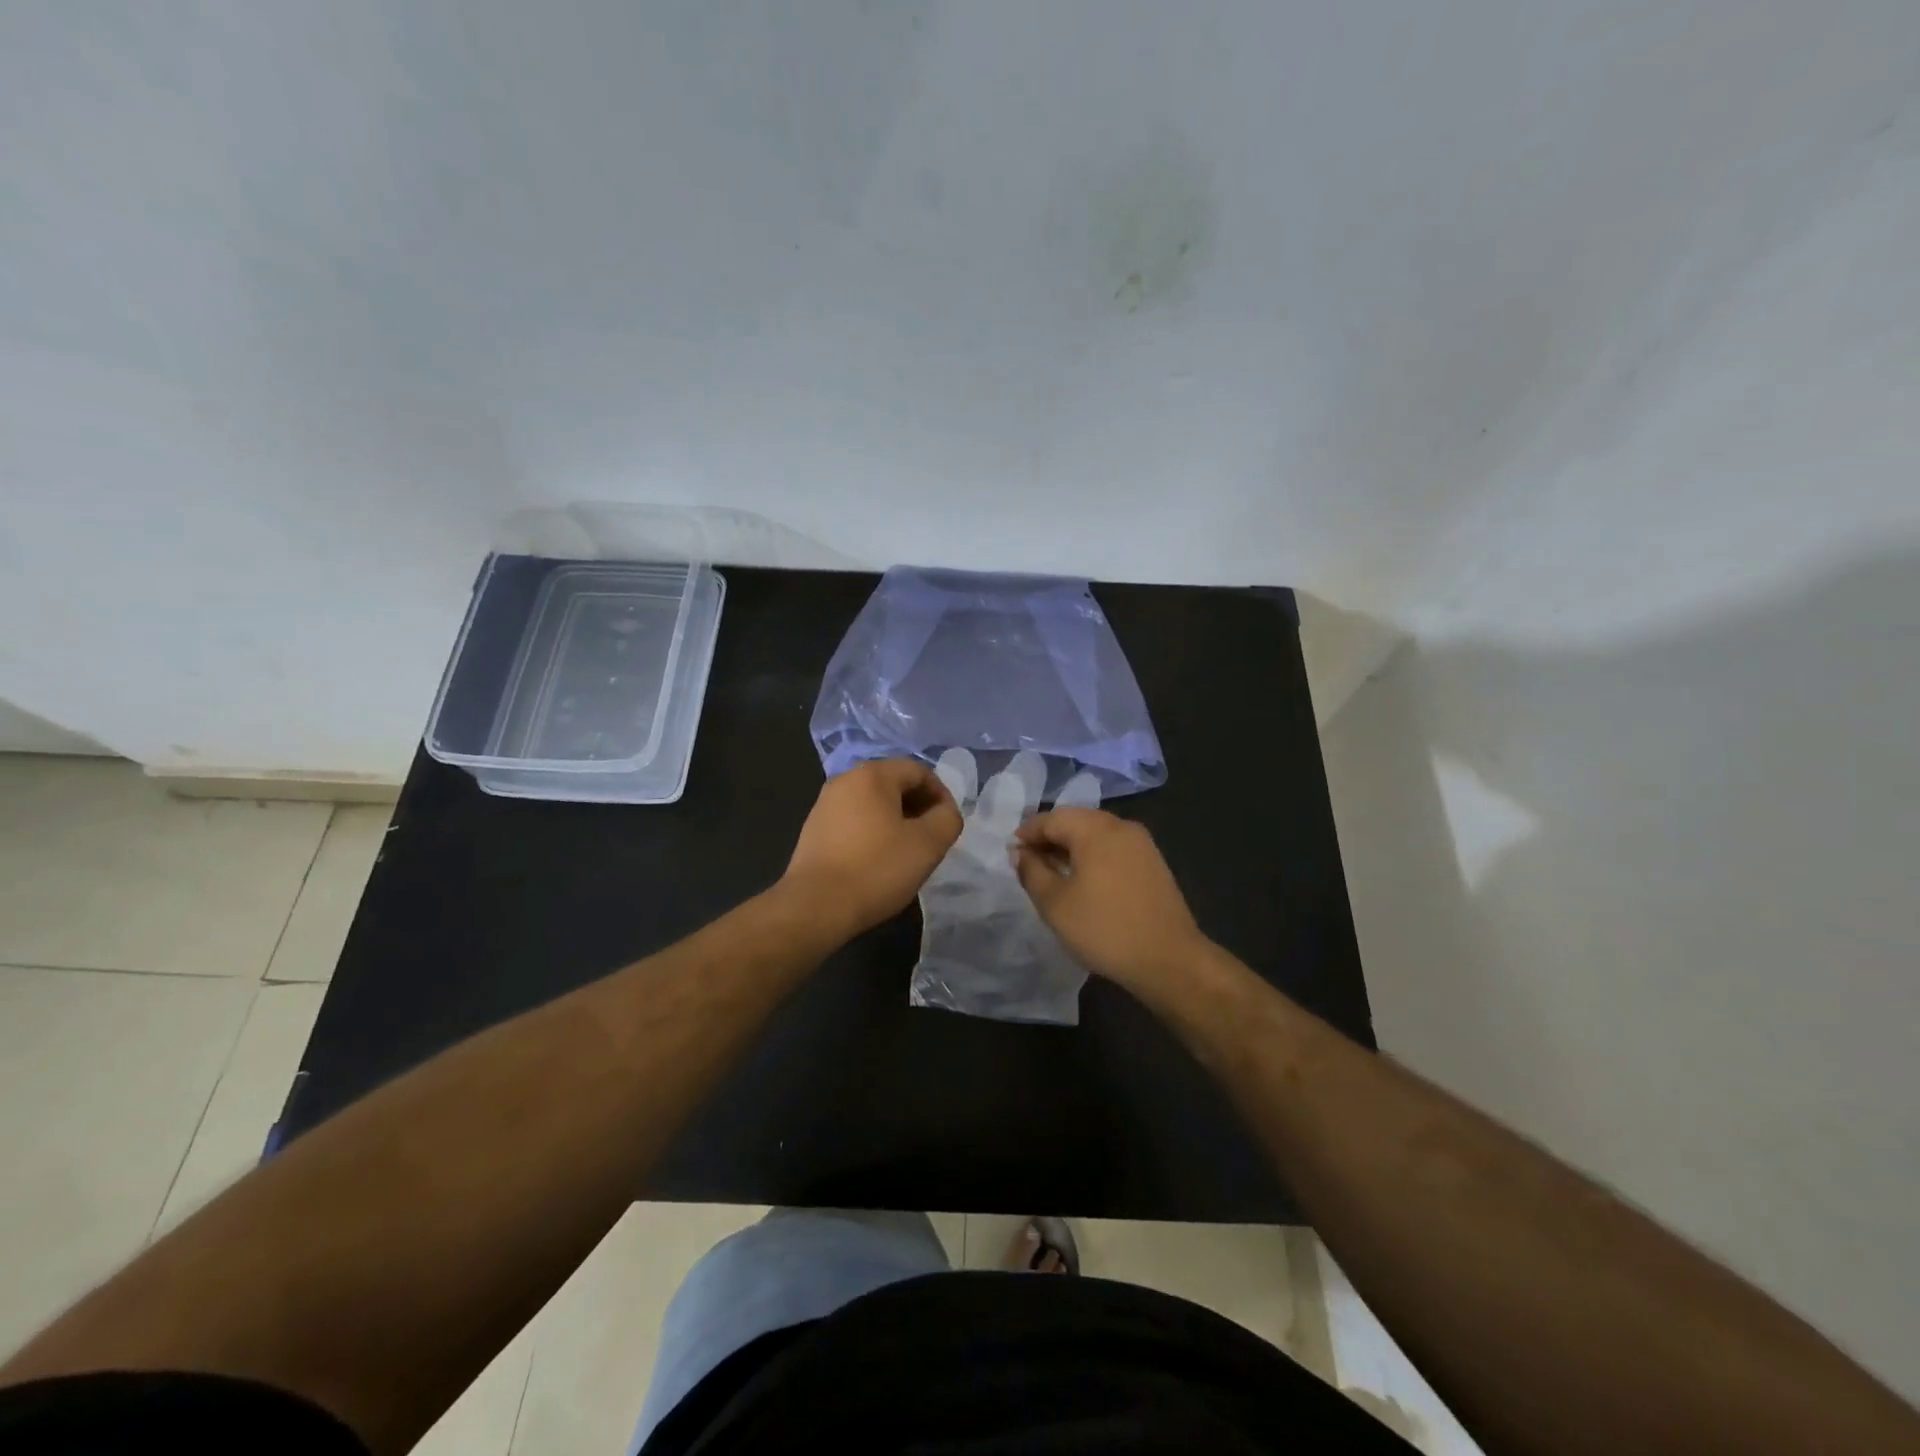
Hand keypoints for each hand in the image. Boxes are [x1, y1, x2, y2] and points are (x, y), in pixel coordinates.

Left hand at [783, 758, 962, 937]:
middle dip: (919, 807)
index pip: (919, 771)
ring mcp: (825, 804)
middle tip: (931, 838)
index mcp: (872, 775)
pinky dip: (873, 831)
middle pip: (894, 783)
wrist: (816, 906)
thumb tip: (945, 812)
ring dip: (896, 820)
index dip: (941, 794)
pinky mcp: (814, 829)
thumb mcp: (928, 845)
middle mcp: (845, 780)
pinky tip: (878, 861)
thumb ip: (947, 819)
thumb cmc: (876, 869)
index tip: (948, 824)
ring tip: (907, 851)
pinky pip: (854, 820)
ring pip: (873, 803)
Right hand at [1013, 808, 1208, 994]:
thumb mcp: (1055, 903)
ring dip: (1071, 848)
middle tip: (1028, 862)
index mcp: (1096, 829)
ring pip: (1096, 835)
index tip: (1010, 853)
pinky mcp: (1153, 863)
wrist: (1169, 959)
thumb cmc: (1104, 928)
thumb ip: (1032, 872)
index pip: (1051, 818)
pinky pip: (1113, 849)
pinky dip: (1093, 857)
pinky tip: (1083, 881)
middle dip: (1049, 838)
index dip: (1027, 833)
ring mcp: (1142, 844)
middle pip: (1075, 821)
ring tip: (1052, 873)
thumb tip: (1020, 853)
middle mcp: (1121, 826)